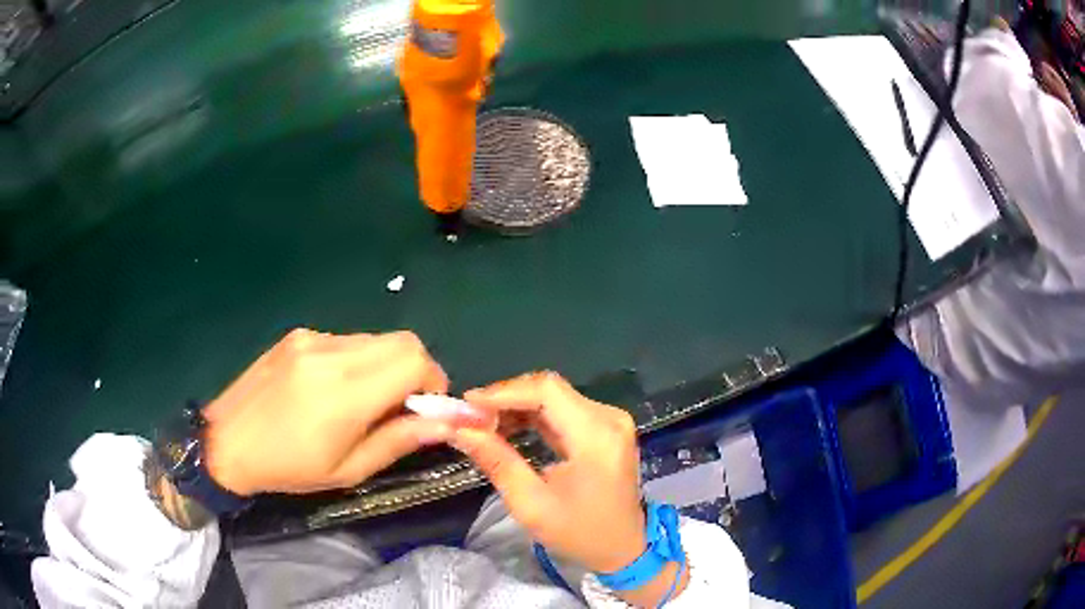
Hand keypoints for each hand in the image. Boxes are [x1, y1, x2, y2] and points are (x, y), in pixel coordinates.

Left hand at [202, 329, 452, 495]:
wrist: (226, 442)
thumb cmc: (288, 467)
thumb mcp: (347, 470)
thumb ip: (398, 441)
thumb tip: (445, 424)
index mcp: (343, 392)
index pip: (414, 360)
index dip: (434, 382)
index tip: (426, 409)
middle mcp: (330, 353)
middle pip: (403, 340)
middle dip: (416, 370)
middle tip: (401, 406)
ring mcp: (312, 338)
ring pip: (375, 339)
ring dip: (385, 366)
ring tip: (362, 401)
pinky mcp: (298, 335)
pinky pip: (347, 341)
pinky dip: (358, 361)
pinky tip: (332, 389)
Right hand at [451, 372, 645, 572]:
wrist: (624, 548)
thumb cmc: (579, 534)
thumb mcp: (531, 505)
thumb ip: (496, 461)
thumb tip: (460, 429)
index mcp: (597, 437)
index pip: (547, 391)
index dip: (504, 391)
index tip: (467, 403)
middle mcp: (609, 419)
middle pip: (551, 389)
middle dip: (507, 399)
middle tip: (471, 417)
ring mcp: (611, 421)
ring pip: (556, 396)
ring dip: (518, 406)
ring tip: (484, 424)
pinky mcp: (606, 428)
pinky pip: (565, 410)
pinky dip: (535, 415)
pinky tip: (508, 427)